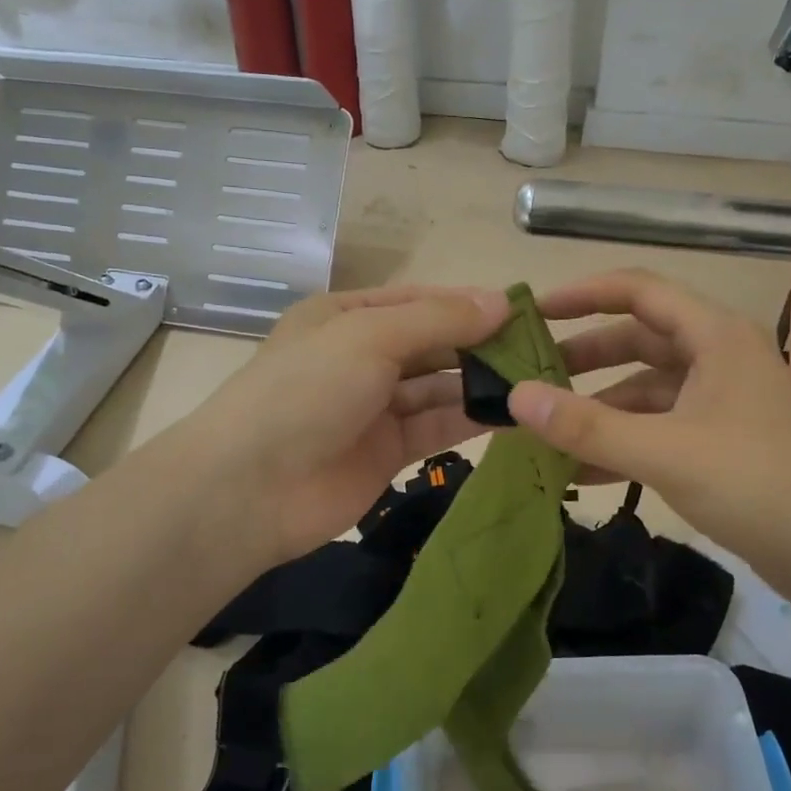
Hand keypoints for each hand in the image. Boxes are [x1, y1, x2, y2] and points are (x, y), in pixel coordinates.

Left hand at [174, 283, 511, 572]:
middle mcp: (362, 356)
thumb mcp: (370, 337)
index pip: (420, 300)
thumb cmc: (307, 392)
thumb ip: (439, 319)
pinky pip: (436, 427)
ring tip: (536, 382)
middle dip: (481, 345)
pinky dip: (470, 420)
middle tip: (540, 350)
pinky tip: (512, 415)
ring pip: (439, 387)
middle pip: (433, 344)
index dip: (469, 303)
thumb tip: (503, 301)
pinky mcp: (388, 451)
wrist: (250, 490)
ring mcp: (375, 406)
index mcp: (347, 316)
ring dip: (481, 384)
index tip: (522, 311)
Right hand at [507, 269, 790, 609]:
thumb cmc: (758, 484)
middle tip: (530, 374)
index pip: (639, 291)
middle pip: (638, 340)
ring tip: (545, 428)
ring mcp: (721, 401)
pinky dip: (622, 441)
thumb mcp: (666, 452)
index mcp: (714, 336)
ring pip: (645, 389)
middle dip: (584, 357)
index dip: (584, 294)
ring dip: (599, 407)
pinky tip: (581, 470)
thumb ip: (588, 425)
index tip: (534, 311)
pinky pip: (659, 427)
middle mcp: (717, 358)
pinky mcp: (720, 441)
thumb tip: (517, 398)